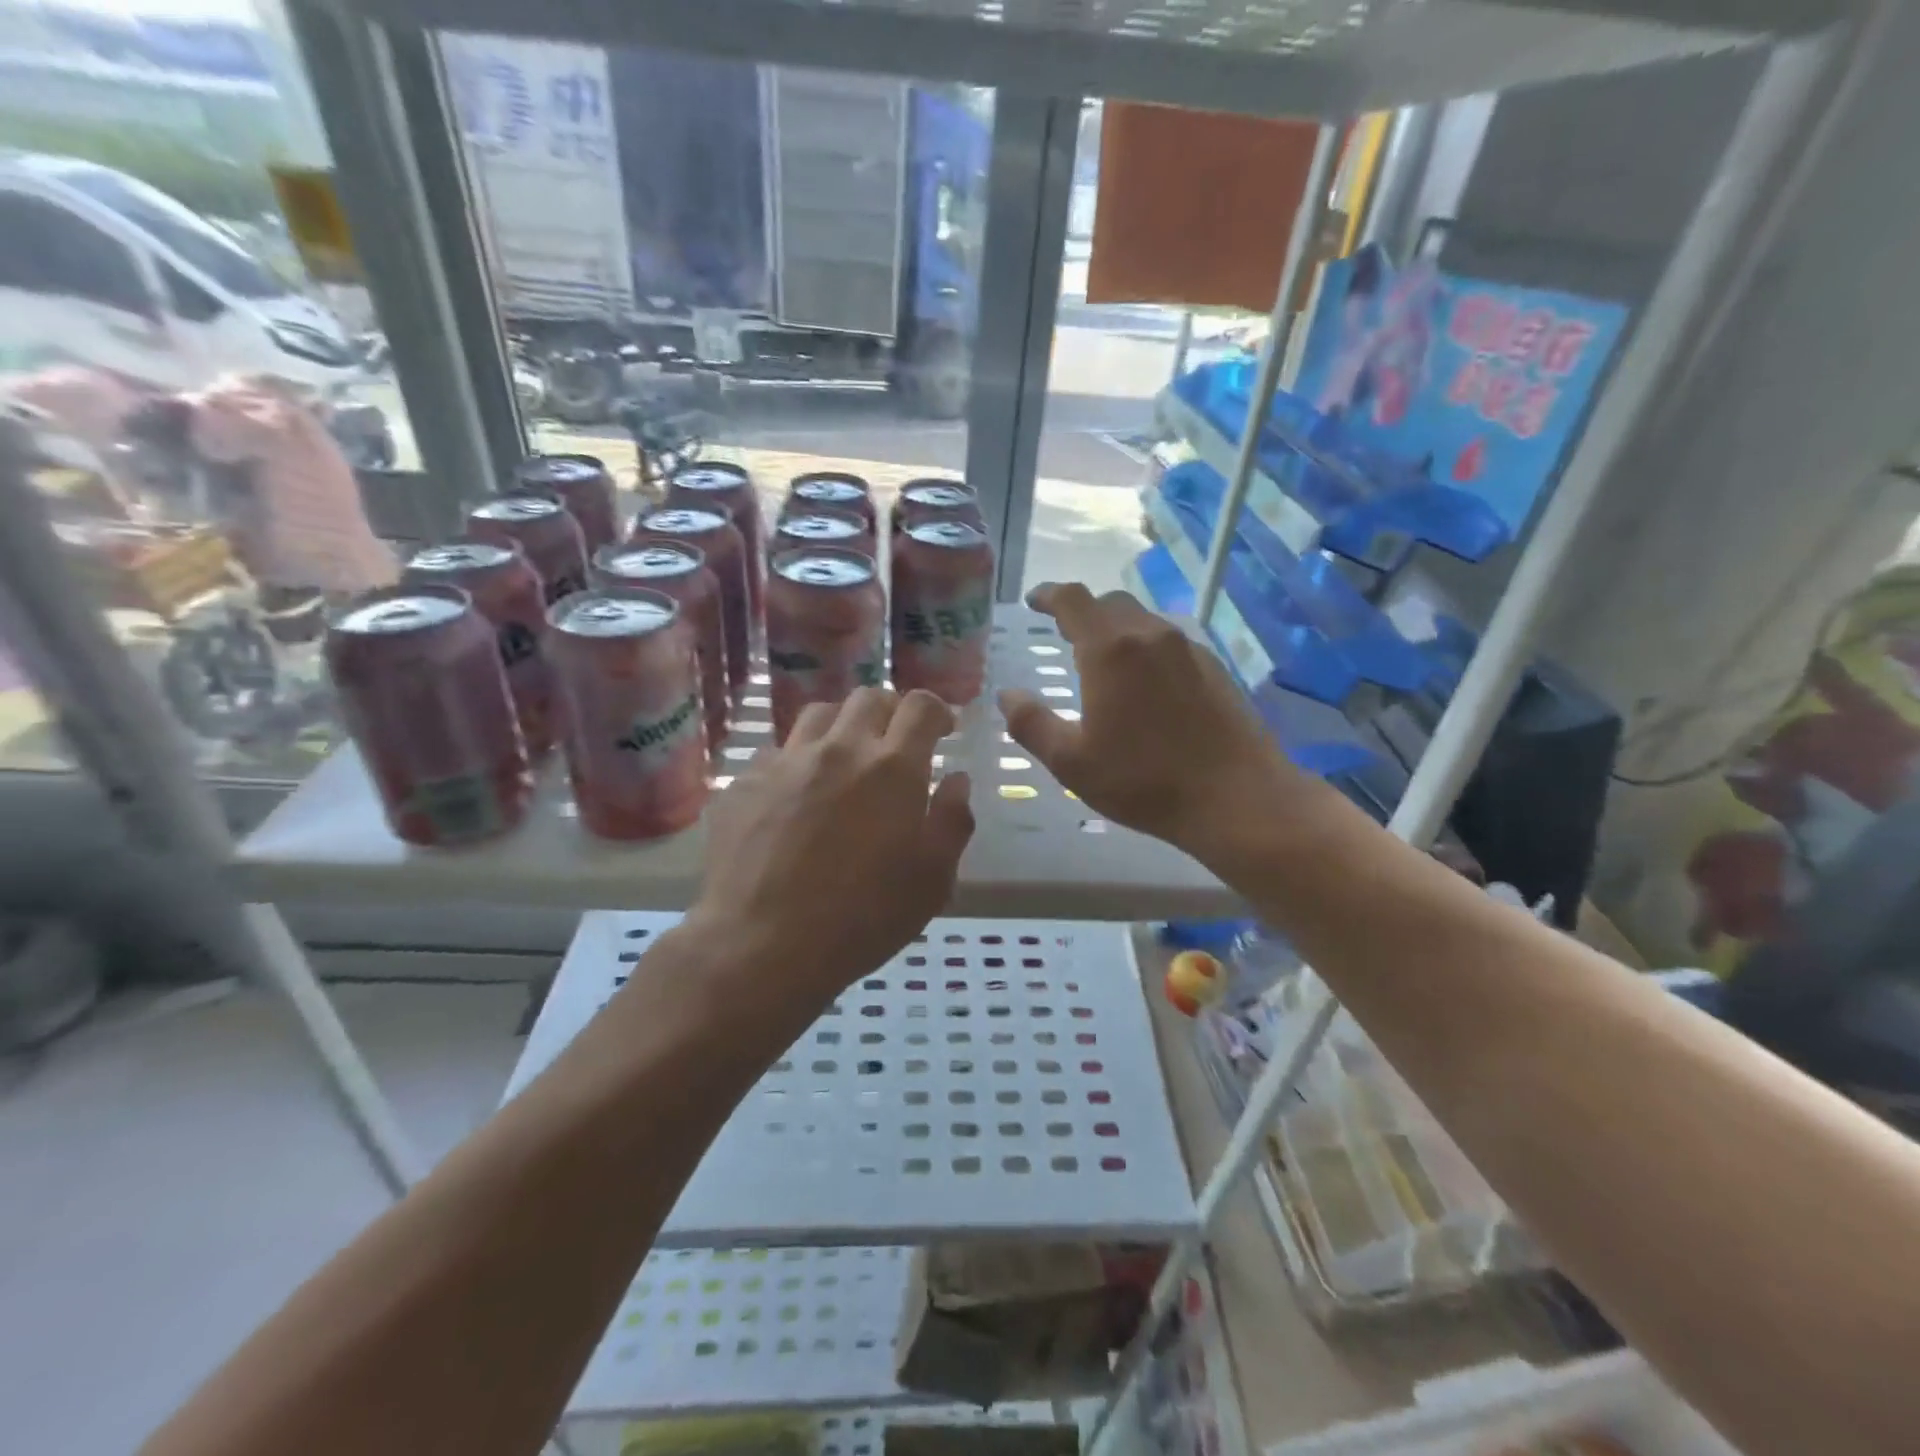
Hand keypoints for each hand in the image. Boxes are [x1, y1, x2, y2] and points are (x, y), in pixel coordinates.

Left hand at [687, 688, 974, 1012]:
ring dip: (842, 726)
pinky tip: (796, 796)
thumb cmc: (861, 918)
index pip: (920, 706)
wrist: (760, 945)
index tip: (943, 729)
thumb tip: (956, 780)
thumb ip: (952, 821)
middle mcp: (839, 749)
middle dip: (890, 712)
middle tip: (896, 743)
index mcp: (892, 767)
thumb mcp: (932, 880)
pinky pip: (777, 753)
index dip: (937, 710)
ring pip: (819, 714)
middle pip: (868, 698)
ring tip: (845, 758)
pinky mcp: (745, 783)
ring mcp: (786, 762)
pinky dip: (798, 762)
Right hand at [1000, 584, 1299, 863]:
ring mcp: (1188, 649)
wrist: (1237, 797)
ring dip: (1116, 628)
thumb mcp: (1071, 762)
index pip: (1073, 600)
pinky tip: (1146, 683)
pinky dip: (1146, 648)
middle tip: (1064, 633)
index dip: (1048, 594)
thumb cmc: (1144, 781)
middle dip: (1082, 611)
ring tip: (1103, 658)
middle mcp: (1150, 636)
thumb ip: (1031, 724)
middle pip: (1110, 603)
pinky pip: (1170, 642)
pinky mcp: (1214, 668)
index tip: (1033, 601)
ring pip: (1143, 620)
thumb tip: (1007, 695)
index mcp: (1110, 650)